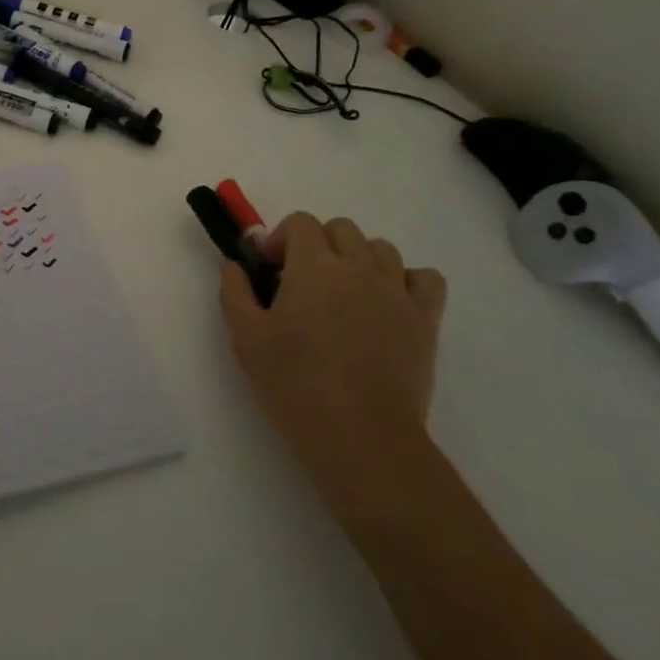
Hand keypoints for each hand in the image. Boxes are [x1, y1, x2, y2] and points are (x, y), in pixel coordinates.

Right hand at [219, 213, 447, 468]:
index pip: (301, 222)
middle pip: (341, 228)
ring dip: (359, 259)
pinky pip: (425, 279)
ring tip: (345, 294)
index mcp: (313, 265)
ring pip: (381, 248)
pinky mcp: (424, 320)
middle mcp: (358, 265)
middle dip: (318, 245)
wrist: (361, 436)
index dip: (282, 239)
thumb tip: (234, 265)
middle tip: (303, 283)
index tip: (271, 271)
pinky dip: (407, 281)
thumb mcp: (246, 338)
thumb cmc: (296, 384)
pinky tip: (389, 304)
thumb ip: (234, 292)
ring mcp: (396, 290)